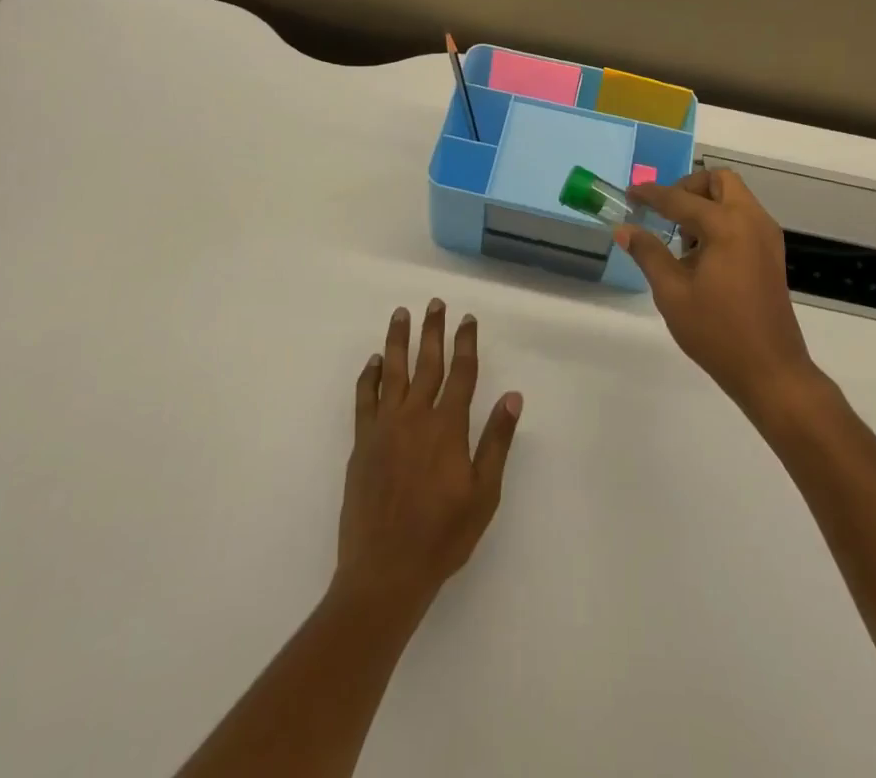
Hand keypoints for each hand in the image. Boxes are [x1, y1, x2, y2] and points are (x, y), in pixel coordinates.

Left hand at [336, 300, 522, 614]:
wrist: (385, 571)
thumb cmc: (443, 536)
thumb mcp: (483, 494)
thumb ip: (496, 441)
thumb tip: (513, 397)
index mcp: (448, 427)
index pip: (461, 373)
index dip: (465, 343)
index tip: (467, 319)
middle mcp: (416, 417)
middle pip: (426, 362)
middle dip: (432, 330)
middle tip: (434, 303)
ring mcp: (385, 427)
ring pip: (393, 371)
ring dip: (398, 340)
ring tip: (401, 314)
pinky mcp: (362, 443)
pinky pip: (365, 398)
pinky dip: (369, 376)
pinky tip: (374, 361)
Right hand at [621, 169, 818, 417]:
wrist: (771, 371)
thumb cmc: (717, 332)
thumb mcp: (672, 293)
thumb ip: (648, 253)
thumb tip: (624, 229)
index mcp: (727, 226)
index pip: (681, 199)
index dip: (651, 195)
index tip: (630, 193)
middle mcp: (751, 221)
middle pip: (719, 181)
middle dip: (689, 187)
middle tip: (666, 211)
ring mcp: (767, 237)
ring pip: (735, 197)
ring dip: (706, 203)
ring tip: (682, 239)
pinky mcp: (771, 254)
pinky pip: (744, 217)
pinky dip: (721, 219)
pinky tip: (702, 254)